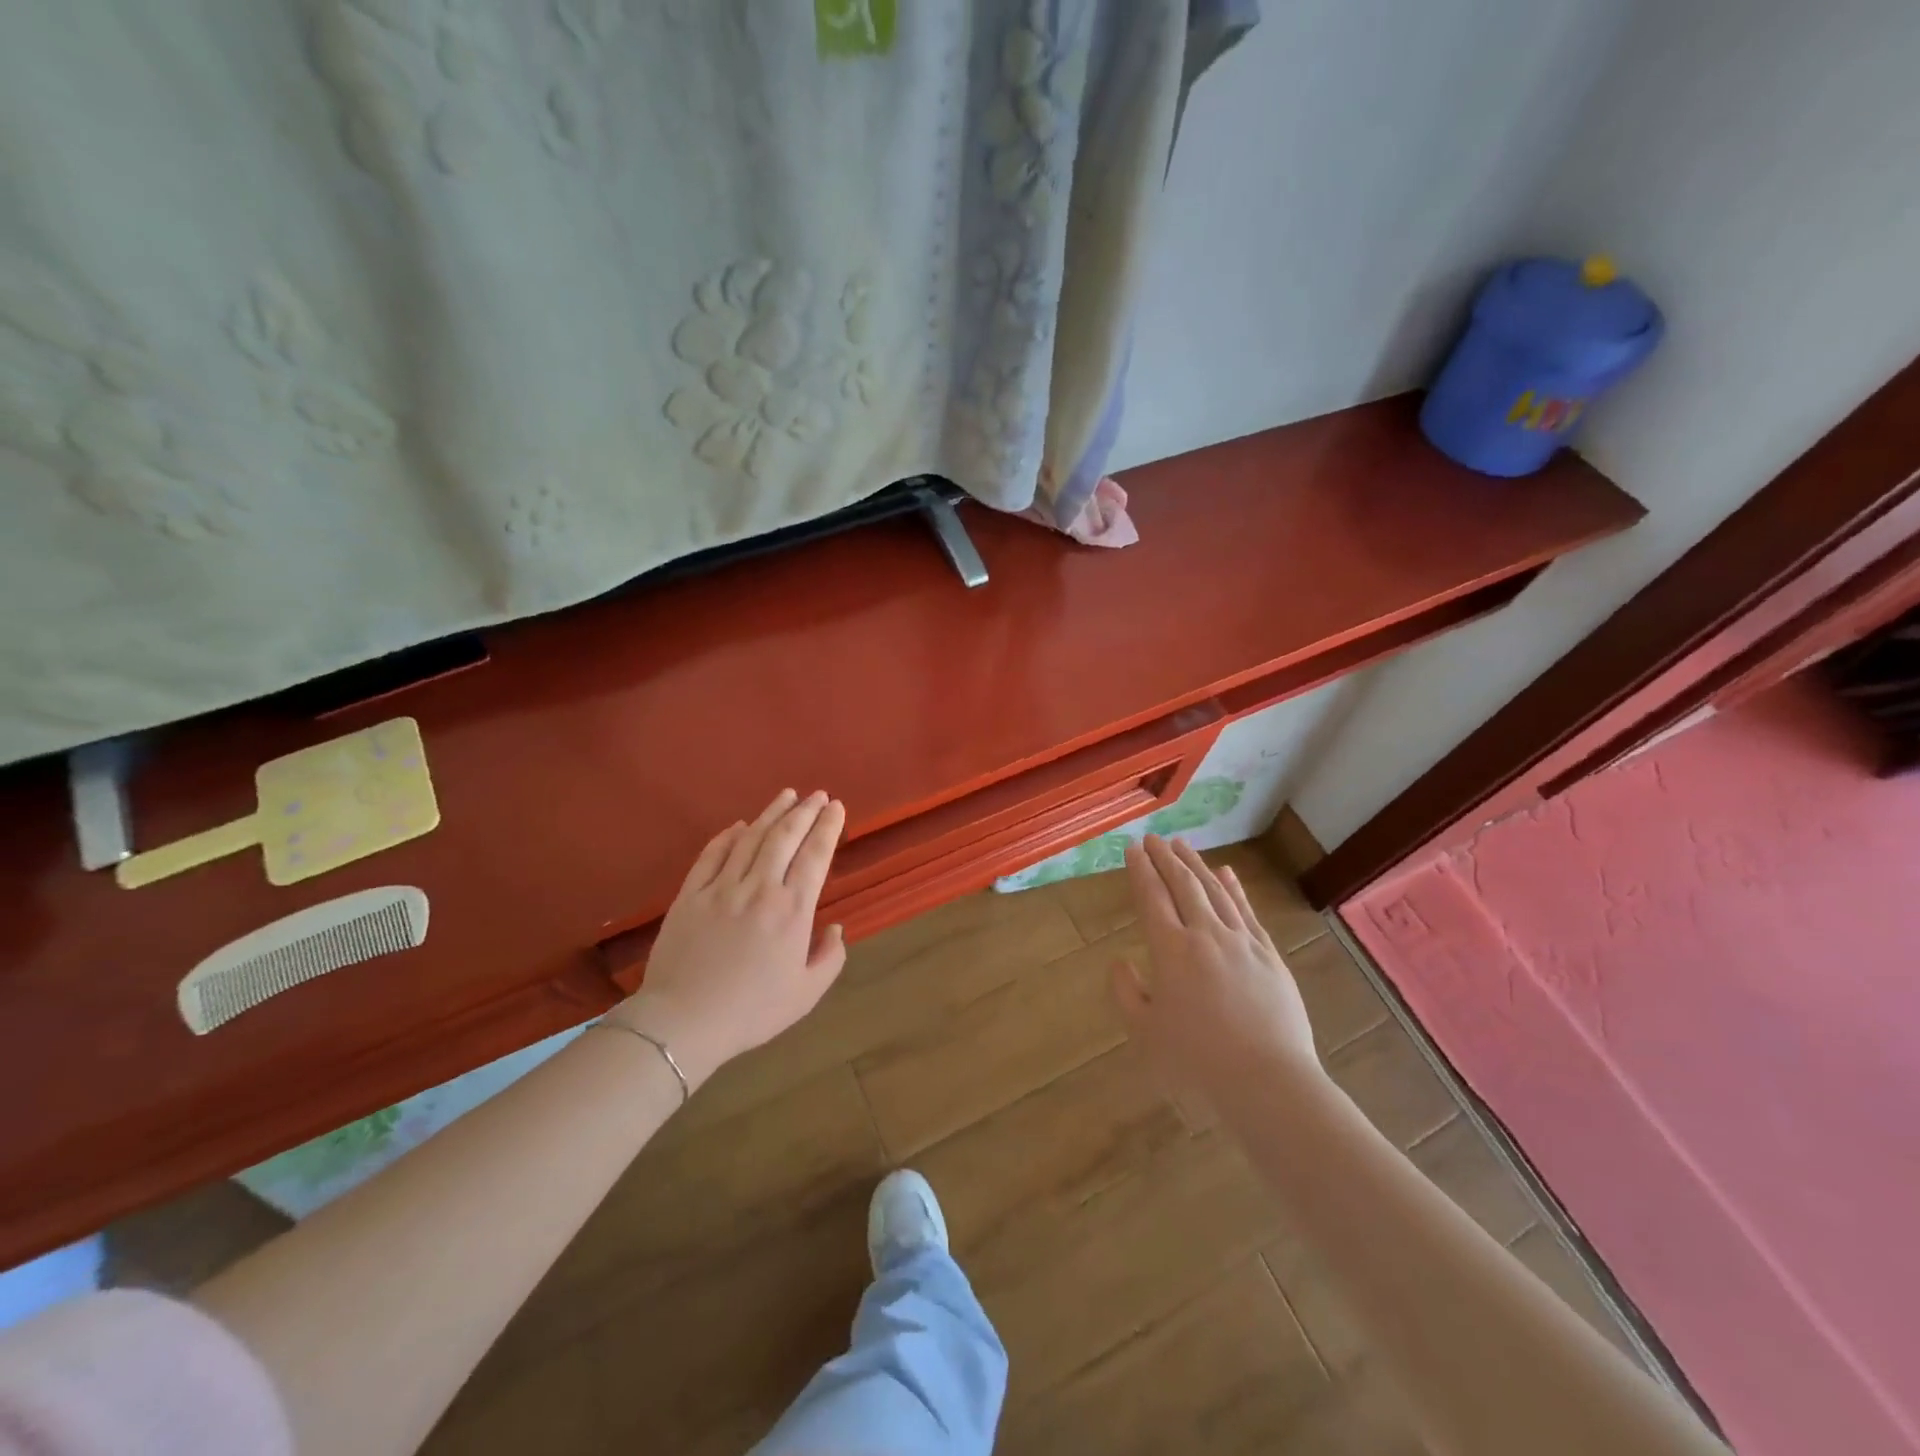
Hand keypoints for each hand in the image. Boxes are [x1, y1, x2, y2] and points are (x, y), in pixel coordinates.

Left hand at [607, 789, 847, 1090]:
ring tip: (786, 796)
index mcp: (792, 911)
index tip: (836, 806)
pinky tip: (739, 825)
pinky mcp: (690, 895)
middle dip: (805, 811)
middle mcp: (760, 888)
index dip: (827, 827)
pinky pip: (712, 855)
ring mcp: (721, 888)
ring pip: (750, 838)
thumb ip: (830, 958)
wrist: (683, 1022)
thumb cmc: (751, 1011)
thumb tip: (835, 928)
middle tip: (817, 795)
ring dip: (771, 813)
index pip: (815, 855)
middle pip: (785, 836)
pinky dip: (728, 836)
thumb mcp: (806, 994)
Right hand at [1111, 835, 1322, 1095]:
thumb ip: (1127, 993)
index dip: (1141, 870)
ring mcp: (1242, 942)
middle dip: (1166, 858)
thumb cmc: (1197, 1063)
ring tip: (1183, 845)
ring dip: (1196, 865)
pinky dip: (1235, 888)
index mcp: (1171, 951)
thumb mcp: (1145, 1033)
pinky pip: (1247, 911)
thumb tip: (1120, 961)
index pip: (1152, 898)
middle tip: (1154, 838)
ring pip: (1216, 891)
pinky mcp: (1269, 956)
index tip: (1133, 848)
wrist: (1268, 1083)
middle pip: (1184, 885)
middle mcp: (1206, 935)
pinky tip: (1227, 873)